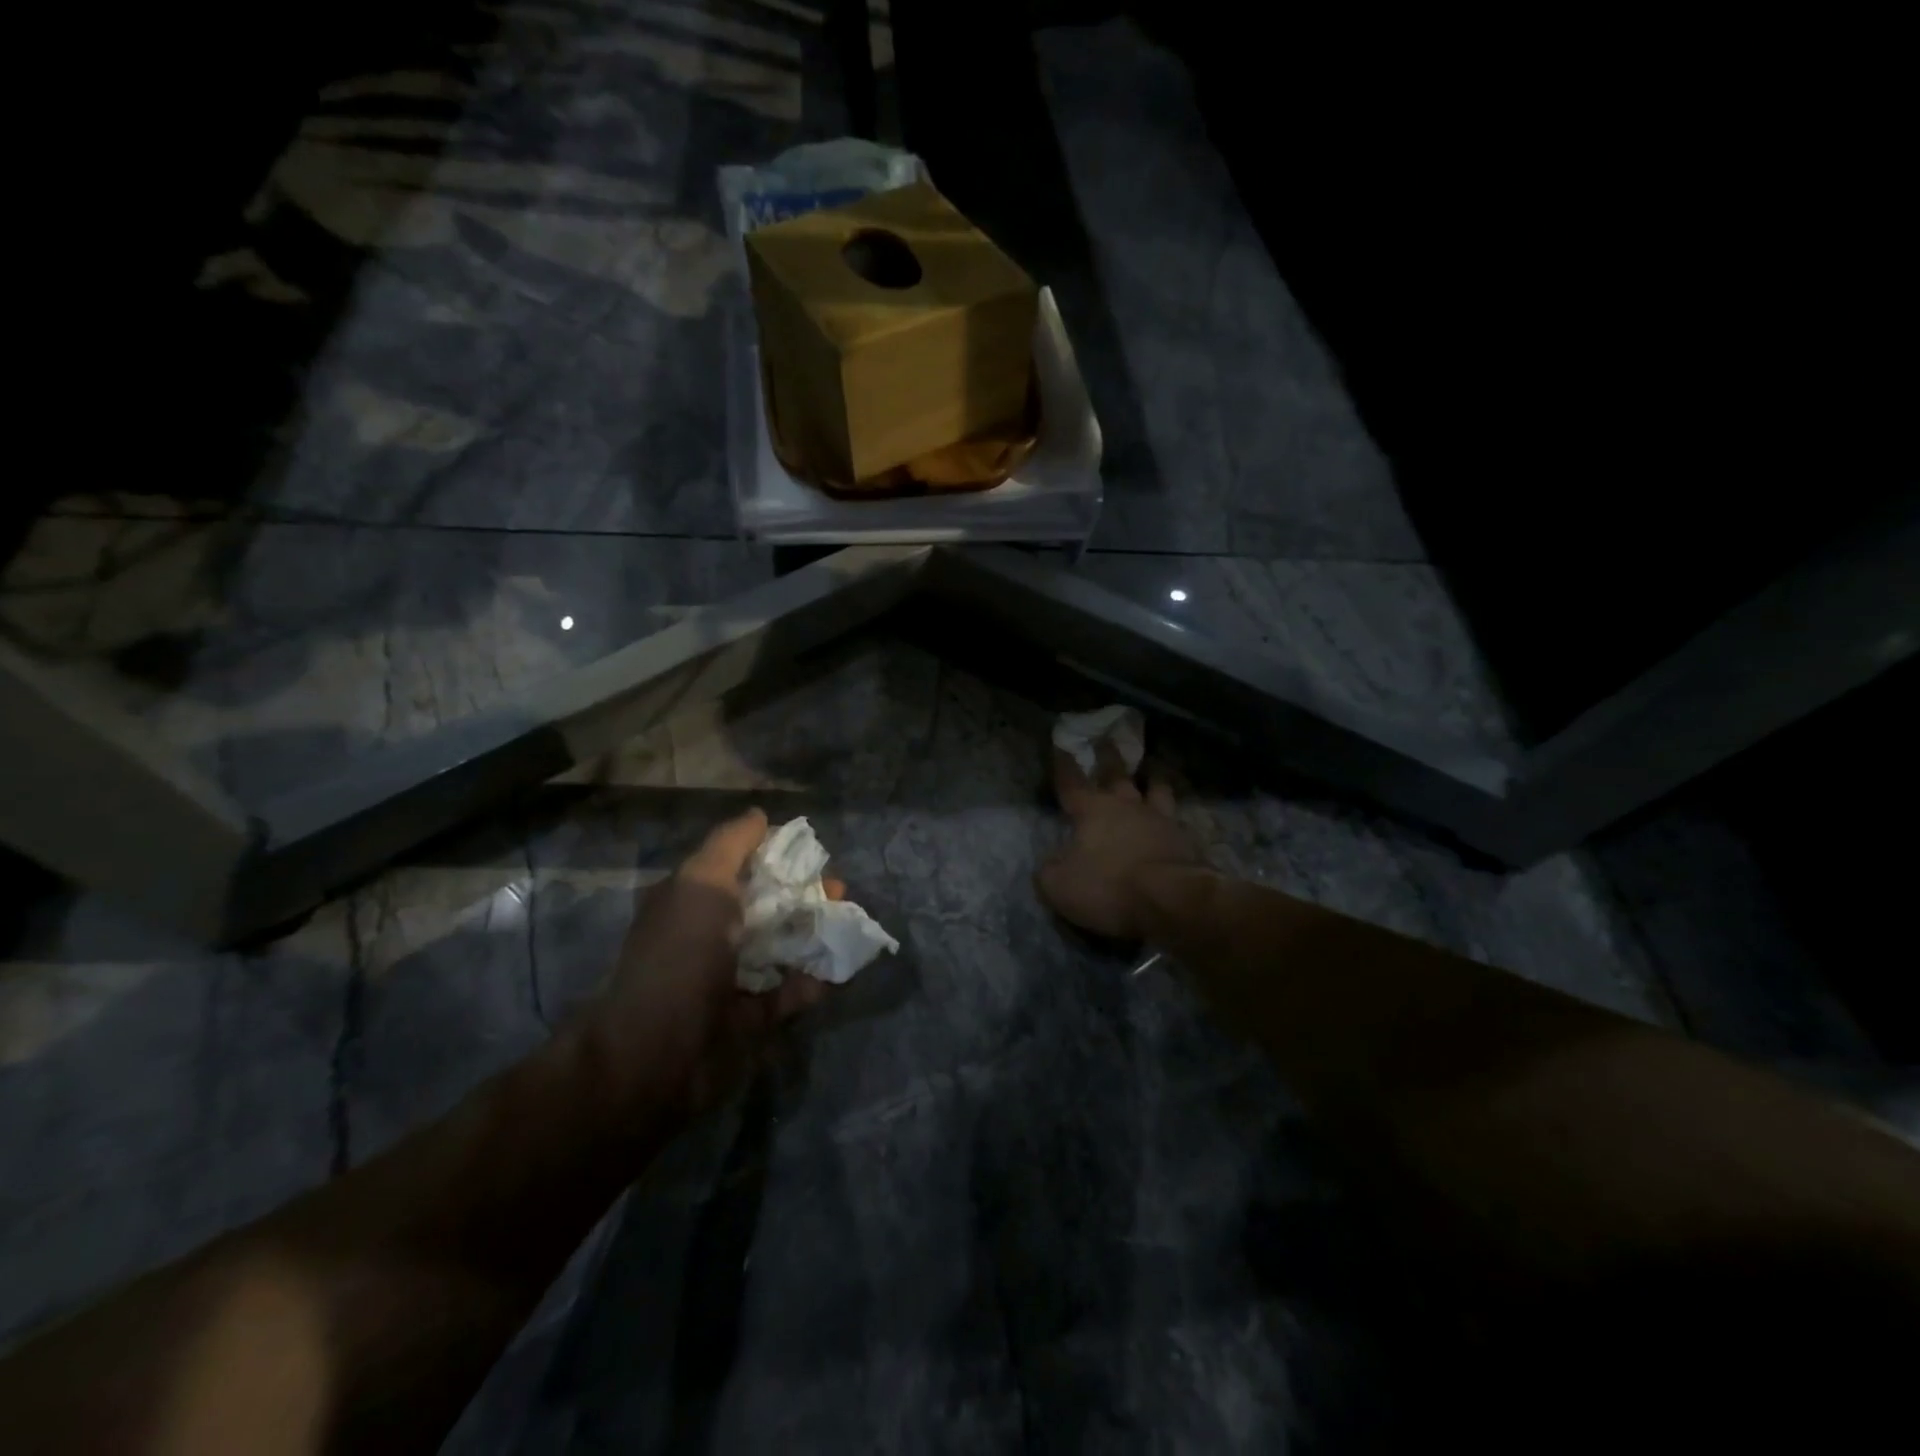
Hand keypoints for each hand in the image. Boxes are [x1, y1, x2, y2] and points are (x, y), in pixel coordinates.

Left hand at [597, 809, 832, 1118]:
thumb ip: (731, 844)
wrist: (658, 1050)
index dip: (775, 854)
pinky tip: (836, 969)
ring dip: (814, 935)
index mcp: (691, 899)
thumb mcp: (701, 881)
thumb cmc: (681, 952)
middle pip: (766, 905)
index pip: (739, 865)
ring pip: (781, 948)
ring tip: (847, 925)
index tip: (811, 852)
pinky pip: (787, 994)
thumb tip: (759, 815)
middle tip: (838, 891)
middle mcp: (709, 935)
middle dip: (804, 894)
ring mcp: (728, 979)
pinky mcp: (748, 1019)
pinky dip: (811, 982)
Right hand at [1038, 744, 1201, 939]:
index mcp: (1092, 810)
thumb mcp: (1060, 885)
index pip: (1072, 782)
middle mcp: (1127, 806)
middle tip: (1108, 740)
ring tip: (1153, 769)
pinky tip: (1173, 815)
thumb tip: (1052, 865)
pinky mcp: (1184, 840)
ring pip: (1156, 788)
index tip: (1061, 745)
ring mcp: (1160, 820)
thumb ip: (1050, 870)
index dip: (1064, 765)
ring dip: (1152, 777)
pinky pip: (1176, 818)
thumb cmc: (1108, 886)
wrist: (1170, 899)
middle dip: (1109, 757)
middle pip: (1117, 774)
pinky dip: (1172, 813)